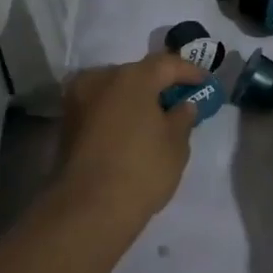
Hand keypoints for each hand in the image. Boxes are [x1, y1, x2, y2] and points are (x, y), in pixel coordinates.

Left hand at [57, 50, 207, 225]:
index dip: (189, 71)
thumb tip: (183, 105)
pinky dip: (117, 112)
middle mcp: (101, 78)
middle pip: (137, 73)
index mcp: (132, 76)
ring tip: (154, 117)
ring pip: (115, 89)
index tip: (205, 83)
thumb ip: (183, 117)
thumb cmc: (141, 170)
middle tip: (178, 100)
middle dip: (158, 84)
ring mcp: (79, 99)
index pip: (166, 64)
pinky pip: (100, 106)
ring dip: (135, 98)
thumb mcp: (176, 144)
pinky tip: (131, 129)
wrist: (88, 209)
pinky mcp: (67, 122)